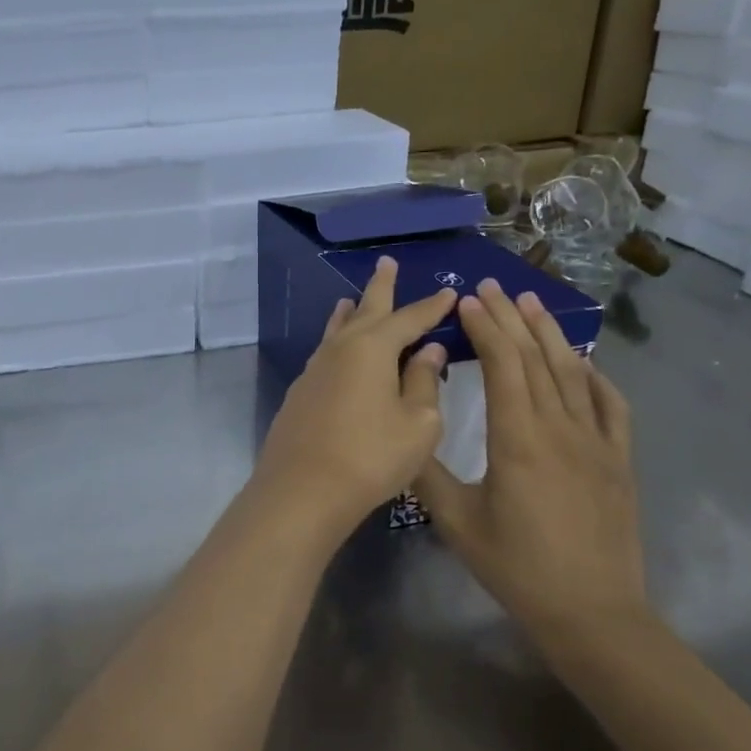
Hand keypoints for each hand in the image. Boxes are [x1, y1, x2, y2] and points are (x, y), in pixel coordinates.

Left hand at [253, 256, 456, 529]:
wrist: (303, 489)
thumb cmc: (371, 456)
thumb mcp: (417, 423)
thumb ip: (424, 382)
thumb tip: (427, 349)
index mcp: (373, 348)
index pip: (409, 319)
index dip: (431, 307)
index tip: (449, 292)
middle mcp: (340, 349)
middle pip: (364, 309)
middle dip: (380, 286)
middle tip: (386, 262)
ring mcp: (315, 369)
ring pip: (337, 329)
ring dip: (350, 311)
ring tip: (353, 297)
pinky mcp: (301, 391)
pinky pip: (325, 352)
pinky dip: (336, 339)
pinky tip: (337, 348)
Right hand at [414, 281, 645, 644]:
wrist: (592, 612)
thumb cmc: (516, 566)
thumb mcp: (456, 521)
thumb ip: (425, 470)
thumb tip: (402, 429)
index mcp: (517, 438)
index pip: (501, 365)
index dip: (484, 328)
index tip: (466, 301)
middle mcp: (559, 427)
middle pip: (535, 358)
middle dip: (511, 317)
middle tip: (493, 285)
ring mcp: (596, 441)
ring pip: (571, 373)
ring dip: (549, 334)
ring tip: (532, 302)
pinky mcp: (618, 460)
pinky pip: (610, 405)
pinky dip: (594, 376)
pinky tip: (583, 361)